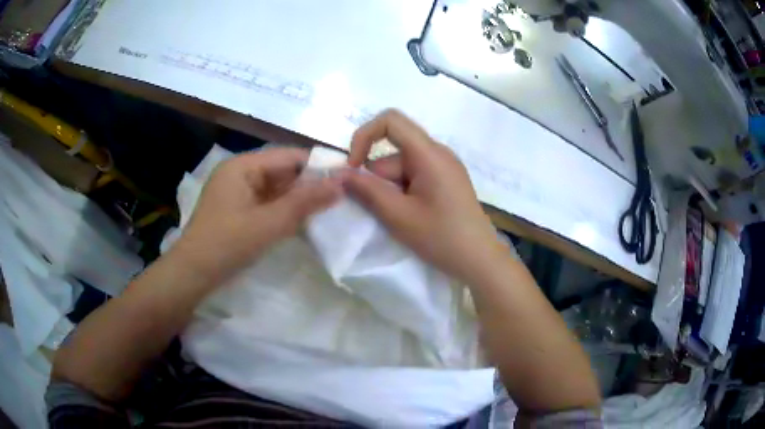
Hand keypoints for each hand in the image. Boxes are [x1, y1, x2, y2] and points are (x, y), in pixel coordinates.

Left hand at [173, 148, 341, 281]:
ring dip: (297, 199)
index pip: (287, 156)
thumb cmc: (227, 244)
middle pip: (281, 171)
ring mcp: (237, 192)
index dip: (317, 165)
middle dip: (308, 184)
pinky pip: (267, 203)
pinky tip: (303, 221)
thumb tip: (341, 184)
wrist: (193, 275)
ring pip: (275, 189)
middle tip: (340, 198)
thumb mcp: (269, 223)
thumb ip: (305, 202)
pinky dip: (284, 210)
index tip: (345, 178)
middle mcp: (239, 173)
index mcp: (242, 166)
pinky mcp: (237, 210)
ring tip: (327, 209)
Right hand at [344, 110, 503, 282]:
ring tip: (399, 219)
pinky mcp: (445, 180)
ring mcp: (443, 167)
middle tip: (381, 211)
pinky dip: (402, 192)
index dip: (364, 136)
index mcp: (429, 153)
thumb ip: (366, 191)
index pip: (390, 120)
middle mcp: (437, 152)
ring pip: (401, 167)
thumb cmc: (442, 238)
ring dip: (390, 190)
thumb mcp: (398, 216)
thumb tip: (339, 173)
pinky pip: (414, 176)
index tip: (353, 167)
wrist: (480, 260)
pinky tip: (409, 216)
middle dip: (378, 179)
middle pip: (393, 152)